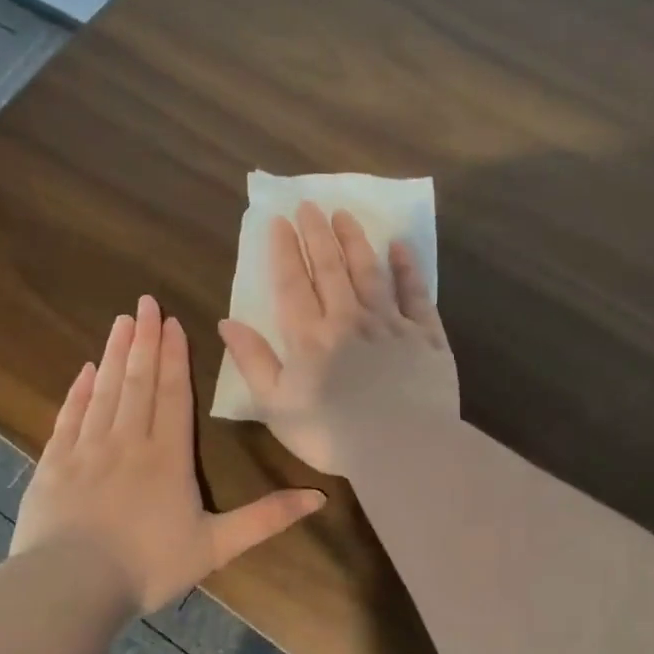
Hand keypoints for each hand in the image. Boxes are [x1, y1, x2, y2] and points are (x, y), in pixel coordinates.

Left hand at [8, 295, 325, 613]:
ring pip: (105, 390)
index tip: (172, 322)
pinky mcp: (54, 464)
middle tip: (145, 302)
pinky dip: (78, 391)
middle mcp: (128, 441)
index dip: (175, 356)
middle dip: (145, 339)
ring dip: (115, 354)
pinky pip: (69, 416)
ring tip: (122, 322)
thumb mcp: (216, 546)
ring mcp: (87, 449)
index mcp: (167, 455)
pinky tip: (86, 369)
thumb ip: (266, 518)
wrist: (70, 588)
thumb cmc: (148, 566)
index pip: (173, 393)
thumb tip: (319, 497)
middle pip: (139, 380)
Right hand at [218, 202, 458, 475]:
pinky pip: (415, 293)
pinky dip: (407, 268)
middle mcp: (348, 319)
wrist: (403, 447)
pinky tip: (399, 247)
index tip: (279, 220)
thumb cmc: (332, 434)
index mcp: (310, 337)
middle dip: (317, 234)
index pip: (293, 283)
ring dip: (355, 241)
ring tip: (344, 215)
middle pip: (330, 267)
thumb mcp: (277, 405)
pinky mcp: (425, 335)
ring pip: (369, 271)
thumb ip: (254, 361)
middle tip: (310, 205)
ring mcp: (390, 323)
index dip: (284, 250)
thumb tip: (228, 322)